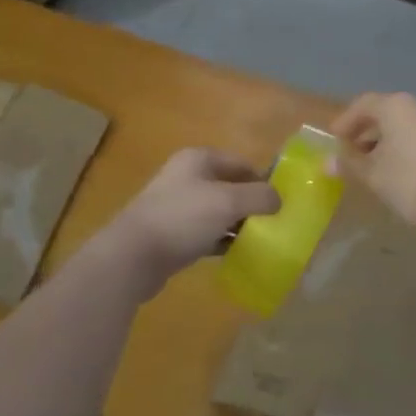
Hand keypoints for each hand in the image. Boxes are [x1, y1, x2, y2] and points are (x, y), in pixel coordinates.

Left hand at [107, 148, 280, 293]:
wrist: (132, 256)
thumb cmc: (182, 218)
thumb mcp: (227, 202)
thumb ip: (259, 196)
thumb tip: (279, 199)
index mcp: (198, 159)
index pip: (241, 163)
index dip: (263, 180)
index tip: (282, 202)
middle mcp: (187, 177)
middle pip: (229, 186)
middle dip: (251, 203)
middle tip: (274, 223)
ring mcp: (177, 206)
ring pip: (218, 211)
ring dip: (238, 223)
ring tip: (261, 240)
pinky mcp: (172, 234)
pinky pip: (205, 233)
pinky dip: (221, 240)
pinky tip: (237, 254)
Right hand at [329, 92, 415, 231]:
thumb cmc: (409, 182)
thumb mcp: (373, 175)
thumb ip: (350, 165)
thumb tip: (327, 163)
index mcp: (397, 106)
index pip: (364, 104)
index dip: (346, 121)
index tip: (334, 138)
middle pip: (386, 112)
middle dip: (366, 131)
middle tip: (351, 152)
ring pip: (406, 124)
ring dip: (386, 140)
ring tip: (373, 164)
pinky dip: (406, 146)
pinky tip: (400, 170)